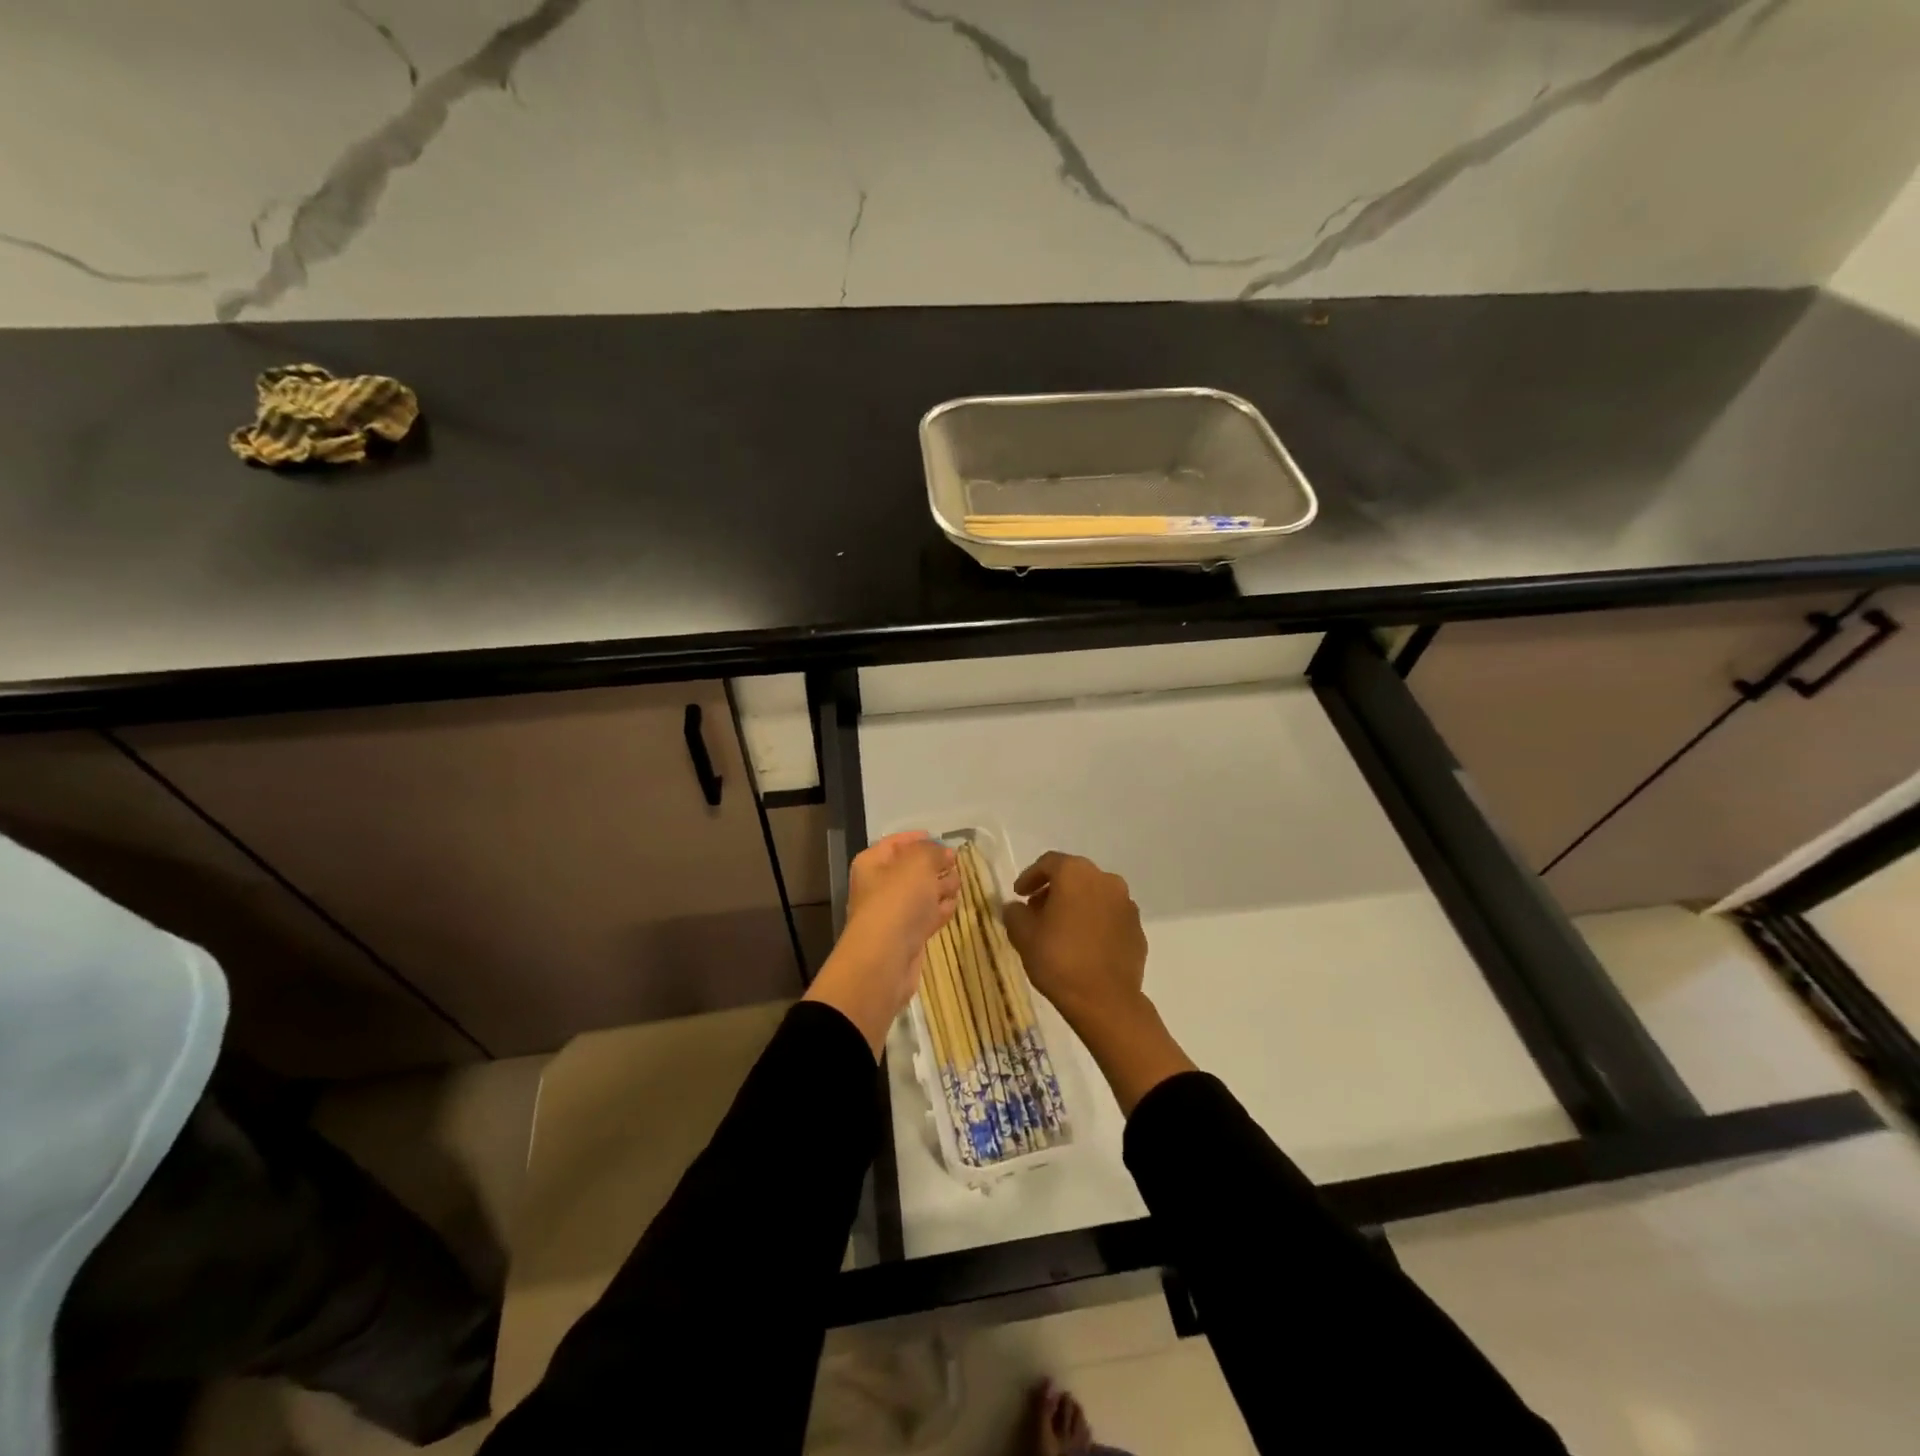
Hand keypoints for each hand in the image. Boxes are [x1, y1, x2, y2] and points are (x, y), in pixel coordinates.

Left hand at [805, 832, 957, 1056]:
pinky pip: (926, 916)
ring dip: (940, 887)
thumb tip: (944, 853)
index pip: (896, 843)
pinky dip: (939, 910)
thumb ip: (933, 851)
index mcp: (873, 863)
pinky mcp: (908, 936)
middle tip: (955, 865)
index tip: (943, 839)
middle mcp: (880, 886)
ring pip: (922, 893)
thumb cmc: (898, 900)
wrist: (886, 958)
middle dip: (935, 865)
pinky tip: (953, 906)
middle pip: (912, 869)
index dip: (919, 838)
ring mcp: (894, 913)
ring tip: (958, 885)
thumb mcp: (918, 862)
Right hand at [1001, 852, 1148, 1024]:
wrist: (1105, 1000)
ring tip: (1060, 929)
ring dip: (1076, 905)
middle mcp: (1105, 880)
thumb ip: (1015, 914)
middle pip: (1074, 876)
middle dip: (1053, 890)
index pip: (1048, 863)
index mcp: (1075, 873)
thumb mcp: (1023, 936)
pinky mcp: (1137, 928)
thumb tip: (1016, 907)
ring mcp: (1126, 904)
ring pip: (1095, 895)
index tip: (1019, 895)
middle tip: (1037, 911)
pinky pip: (1110, 916)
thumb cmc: (1059, 960)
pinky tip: (1084, 944)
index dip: (1030, 877)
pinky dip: (1095, 921)